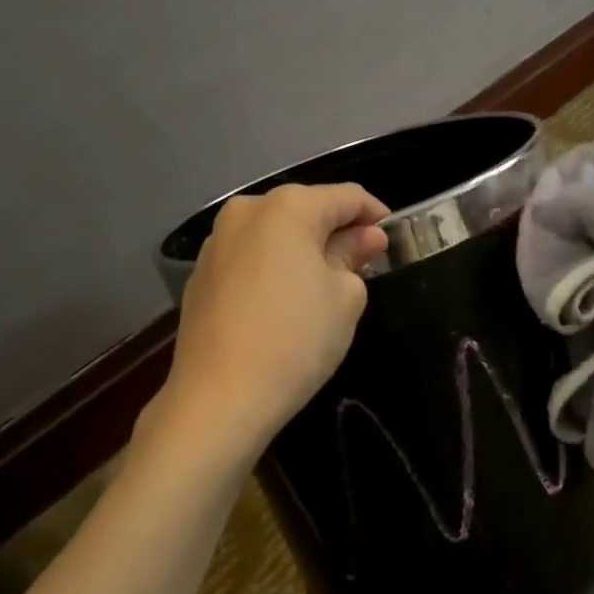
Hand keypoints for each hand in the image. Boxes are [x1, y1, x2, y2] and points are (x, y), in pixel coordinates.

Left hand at [159, 182, 388, 456]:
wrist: (221, 397)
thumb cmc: (297, 340)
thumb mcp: (345, 297)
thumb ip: (354, 256)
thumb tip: (364, 238)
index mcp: (286, 208)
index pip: (345, 196)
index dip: (374, 213)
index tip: (393, 236)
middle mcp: (245, 212)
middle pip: (305, 211)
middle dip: (337, 231)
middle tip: (364, 263)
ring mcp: (216, 243)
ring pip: (274, 235)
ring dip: (304, 250)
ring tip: (326, 284)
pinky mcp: (200, 276)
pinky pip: (250, 259)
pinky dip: (274, 268)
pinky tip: (286, 302)